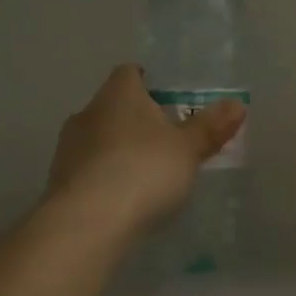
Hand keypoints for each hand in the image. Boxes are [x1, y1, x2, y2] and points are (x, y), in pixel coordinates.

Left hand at [48, 65, 245, 232]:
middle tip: (164, 140)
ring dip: (117, 149)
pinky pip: (87, 169)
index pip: (129, 73)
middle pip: (113, 106)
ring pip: (97, 138)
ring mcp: (67, 147)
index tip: (166, 99)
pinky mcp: (58, 181)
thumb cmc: (144, 171)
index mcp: (119, 94)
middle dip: (135, 119)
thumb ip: (210, 127)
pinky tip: (121, 198)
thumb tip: (237, 104)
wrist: (87, 222)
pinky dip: (103, 177)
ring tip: (144, 173)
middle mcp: (88, 112)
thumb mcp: (188, 149)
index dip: (148, 82)